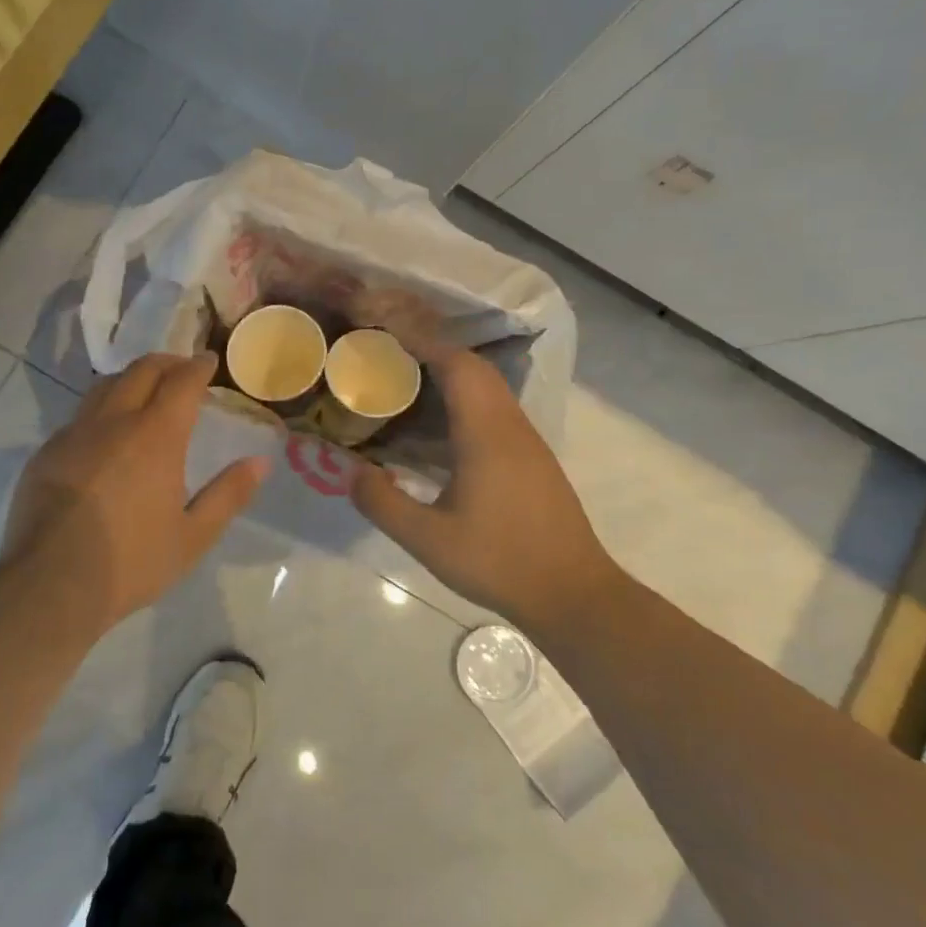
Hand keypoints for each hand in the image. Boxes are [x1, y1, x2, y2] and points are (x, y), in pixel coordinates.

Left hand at [2, 352, 269, 628]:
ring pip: (105, 386)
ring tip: (145, 392)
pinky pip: (79, 416)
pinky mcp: (47, 452)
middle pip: (141, 370)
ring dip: (131, 379)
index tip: (209, 361)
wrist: (51, 584)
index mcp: (156, 435)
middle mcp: (114, 421)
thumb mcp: (193, 536)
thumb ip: (229, 494)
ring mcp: (74, 433)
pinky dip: (101, 410)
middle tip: (182, 369)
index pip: (181, 381)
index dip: (198, 366)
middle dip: (166, 362)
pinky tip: (105, 434)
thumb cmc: (132, 561)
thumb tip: (260, 462)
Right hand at [351, 345, 620, 631]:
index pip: (457, 366)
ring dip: (452, 374)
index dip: (423, 342)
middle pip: (475, 369)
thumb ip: (384, 503)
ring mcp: (528, 443)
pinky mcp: (534, 461)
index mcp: (486, 434)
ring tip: (410, 381)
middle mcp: (511, 426)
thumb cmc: (499, 561)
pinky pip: (496, 411)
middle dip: (434, 351)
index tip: (388, 332)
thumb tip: (351, 472)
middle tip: (391, 354)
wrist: (574, 594)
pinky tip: (442, 427)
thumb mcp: (428, 540)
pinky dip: (466, 399)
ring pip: (490, 388)